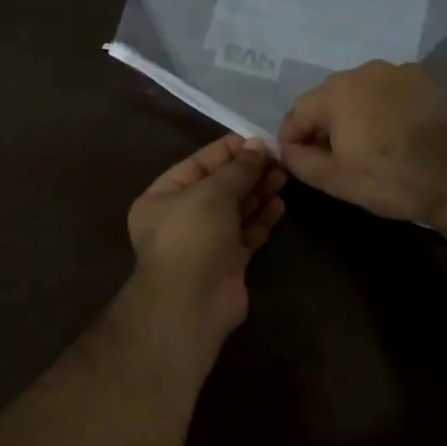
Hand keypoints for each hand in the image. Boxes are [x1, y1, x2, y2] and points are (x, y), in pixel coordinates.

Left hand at [125, 133, 287, 351]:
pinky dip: (261, 219)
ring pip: (235, 210)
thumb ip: (237, 169)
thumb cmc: (192, 237)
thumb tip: (259, 146)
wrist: (191, 304)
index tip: (258, 141)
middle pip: (219, 187)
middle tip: (278, 160)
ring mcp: (205, 241)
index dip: (227, 151)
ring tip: (283, 177)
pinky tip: (280, 204)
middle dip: (247, 172)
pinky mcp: (227, 262)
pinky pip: (246, 233)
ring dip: (258, 192)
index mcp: (163, 197)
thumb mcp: (212, 193)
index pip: (197, 164)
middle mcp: (182, 217)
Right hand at [277, 61, 446, 222]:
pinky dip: (382, 108)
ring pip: (360, 92)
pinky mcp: (423, 79)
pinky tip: (392, 133)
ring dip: (353, 114)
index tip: (295, 159)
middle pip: (329, 98)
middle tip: (329, 156)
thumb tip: (286, 149)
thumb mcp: (334, 179)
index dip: (291, 137)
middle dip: (323, 124)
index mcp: (335, 93)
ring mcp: (396, 71)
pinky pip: (388, 92)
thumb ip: (300, 160)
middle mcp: (362, 71)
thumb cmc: (388, 179)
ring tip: (363, 145)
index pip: (297, 111)